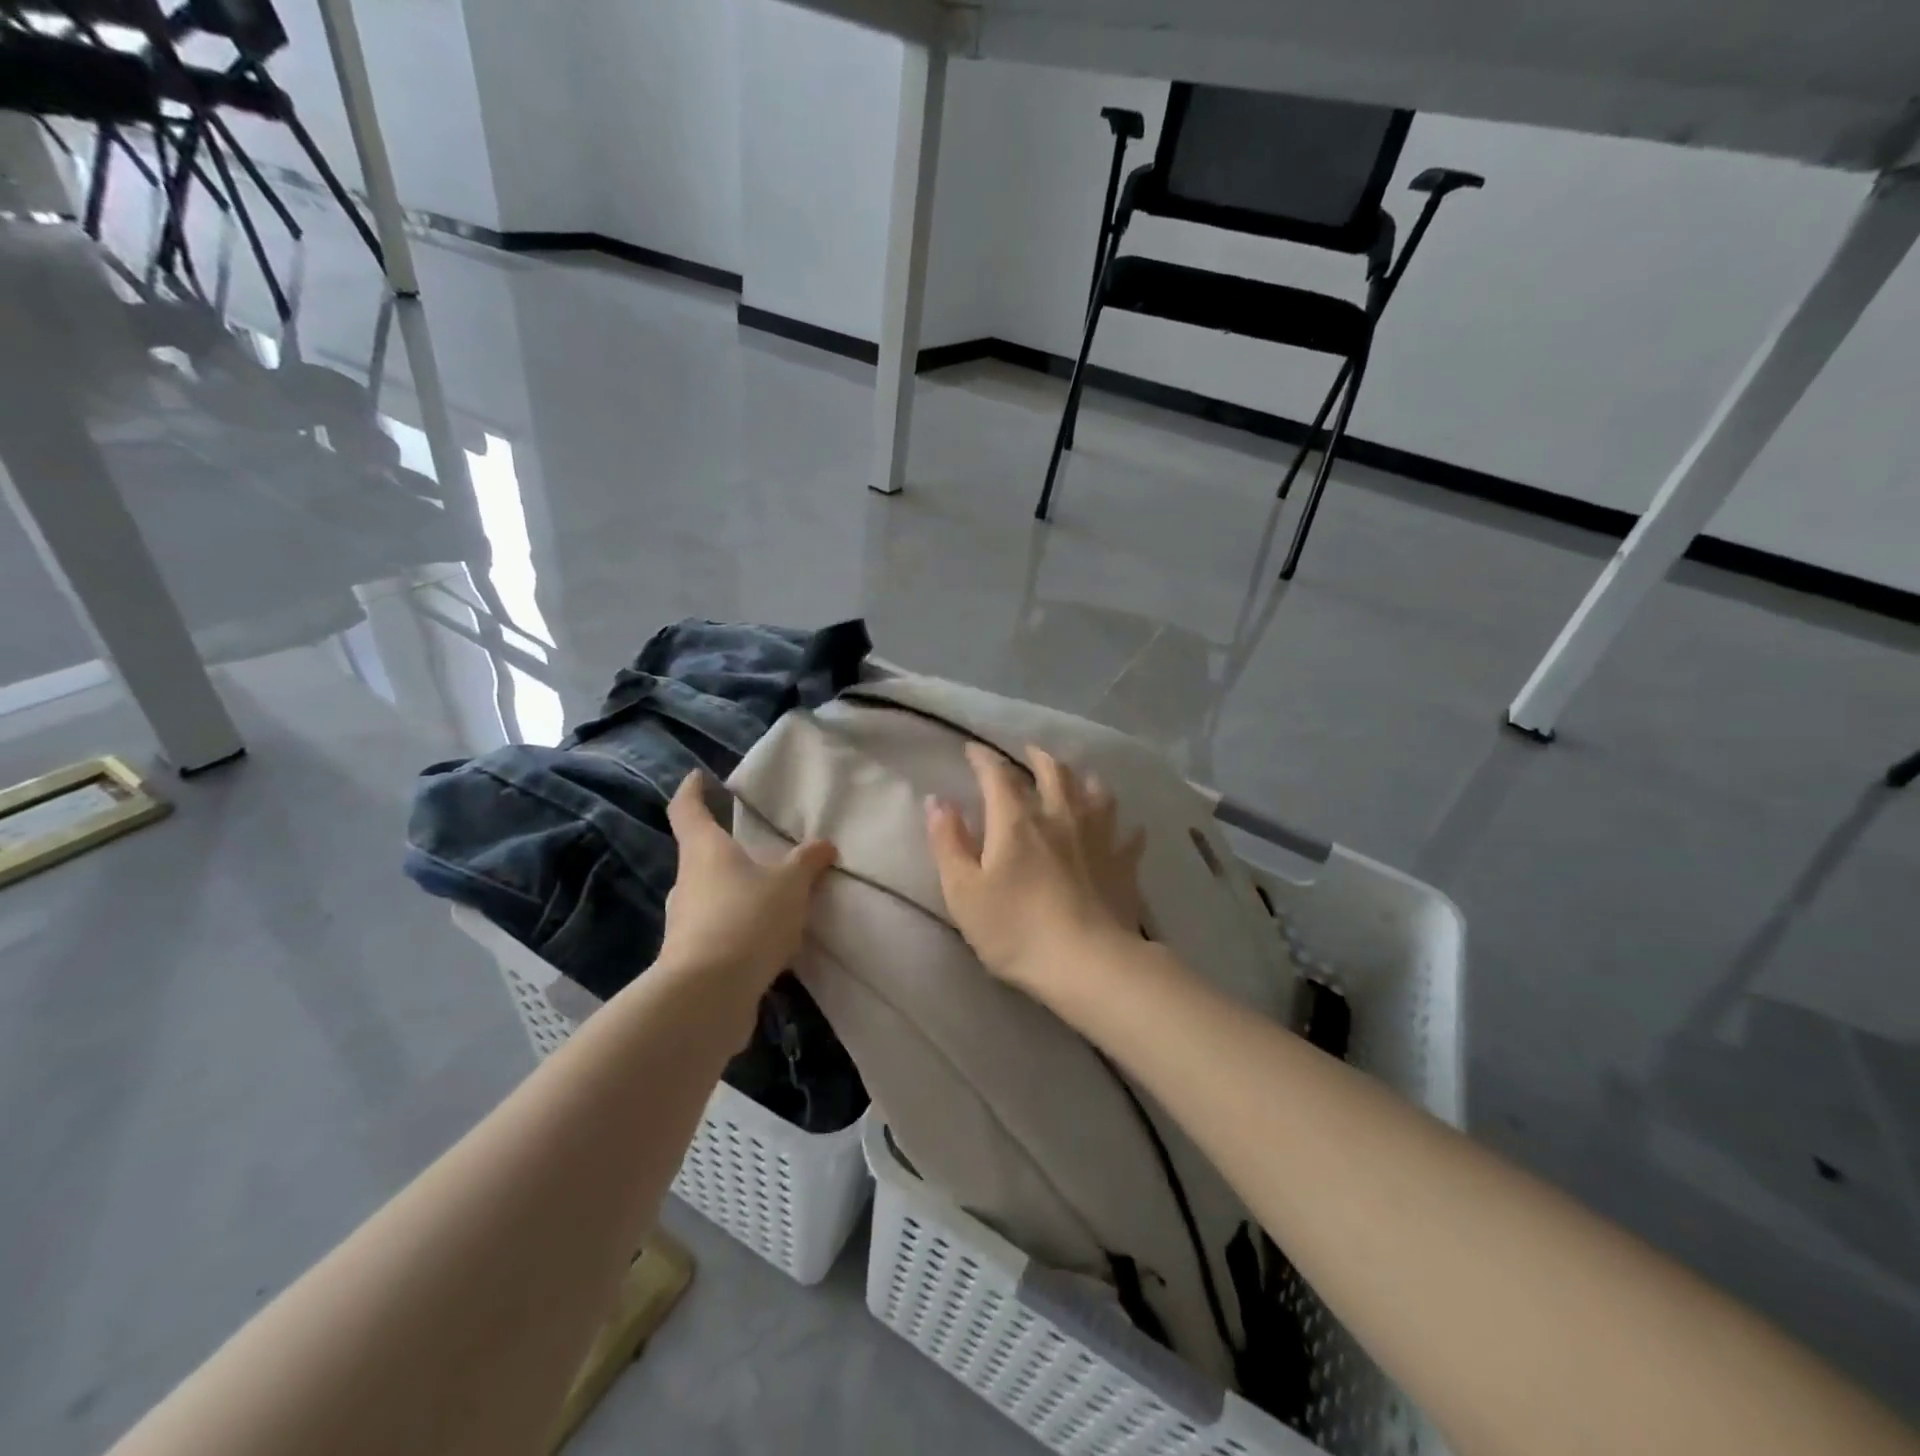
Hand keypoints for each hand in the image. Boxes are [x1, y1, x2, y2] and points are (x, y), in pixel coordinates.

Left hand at [659, 771, 836, 993]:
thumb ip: (807, 862)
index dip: (692, 790)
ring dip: (737, 893)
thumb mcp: (790, 885)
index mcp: (704, 851)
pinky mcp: (692, 958)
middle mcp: (687, 882)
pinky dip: (742, 929)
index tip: (698, 776)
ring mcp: (685, 922)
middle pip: (701, 856)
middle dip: (726, 850)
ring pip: (712, 896)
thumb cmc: (746, 920)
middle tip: (758, 847)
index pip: (687, 809)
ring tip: (774, 897)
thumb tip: (824, 844)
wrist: (708, 996)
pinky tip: (771, 941)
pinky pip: (721, 931)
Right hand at [925, 743, 1145, 999]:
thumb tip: (938, 801)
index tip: (973, 749)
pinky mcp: (1122, 864)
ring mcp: (1097, 838)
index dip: (983, 759)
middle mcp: (1059, 817)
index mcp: (1016, 821)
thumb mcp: (963, 891)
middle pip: (1053, 773)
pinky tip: (1128, 829)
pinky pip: (1129, 837)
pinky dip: (1126, 829)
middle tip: (1030, 752)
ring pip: (1095, 793)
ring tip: (1079, 778)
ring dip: (1084, 780)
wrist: (1087, 963)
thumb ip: (948, 843)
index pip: (997, 776)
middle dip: (1038, 758)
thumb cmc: (1015, 929)